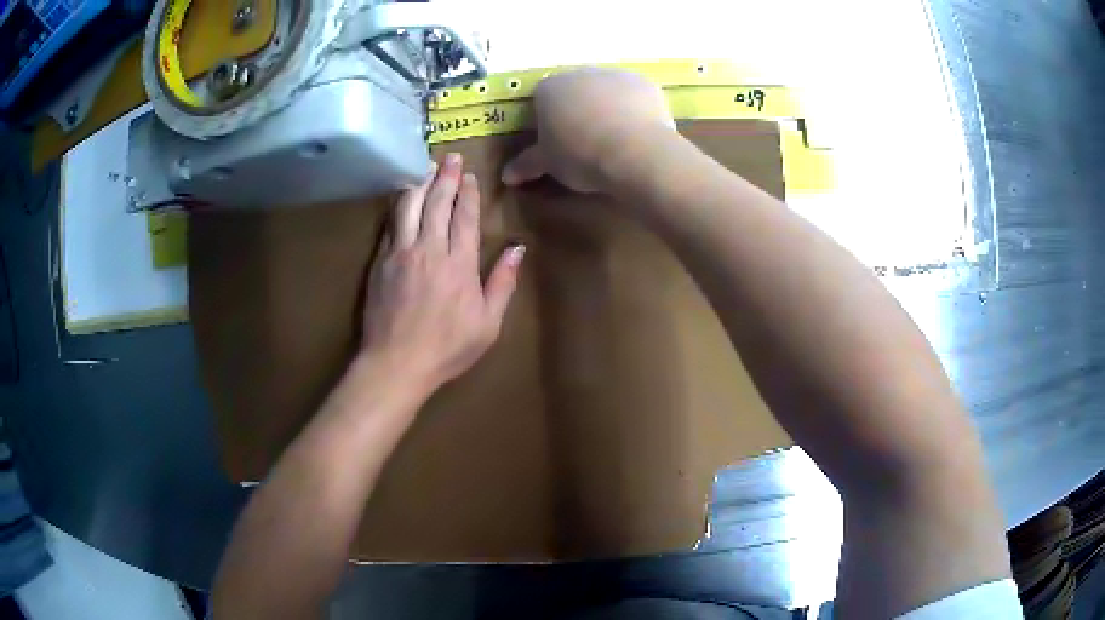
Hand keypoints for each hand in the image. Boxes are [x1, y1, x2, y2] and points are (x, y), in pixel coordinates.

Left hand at [361, 153, 524, 392]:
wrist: (396, 363)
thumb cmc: (447, 348)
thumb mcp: (488, 324)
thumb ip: (502, 283)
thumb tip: (518, 249)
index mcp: (459, 264)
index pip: (465, 217)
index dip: (469, 193)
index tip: (471, 176)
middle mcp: (430, 249)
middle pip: (438, 203)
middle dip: (446, 177)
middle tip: (451, 158)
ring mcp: (401, 253)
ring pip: (410, 206)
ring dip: (420, 184)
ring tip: (427, 169)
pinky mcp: (380, 261)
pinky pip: (391, 224)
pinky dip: (400, 206)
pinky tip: (403, 198)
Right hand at [501, 68, 675, 192]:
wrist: (634, 152)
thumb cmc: (579, 155)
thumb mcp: (548, 163)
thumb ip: (527, 164)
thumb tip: (507, 176)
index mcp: (548, 88)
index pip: (540, 100)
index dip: (547, 122)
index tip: (556, 144)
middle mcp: (579, 73)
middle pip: (574, 91)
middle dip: (577, 111)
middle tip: (585, 142)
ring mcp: (615, 75)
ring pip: (605, 91)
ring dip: (606, 108)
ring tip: (614, 139)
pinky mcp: (645, 84)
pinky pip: (634, 97)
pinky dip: (633, 111)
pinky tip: (637, 134)